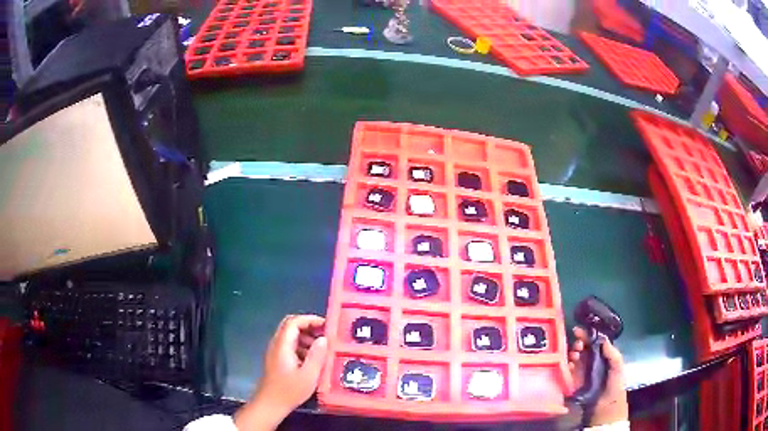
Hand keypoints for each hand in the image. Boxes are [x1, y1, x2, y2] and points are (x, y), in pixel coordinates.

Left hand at [235, 315, 326, 430]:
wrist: (270, 404)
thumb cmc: (289, 391)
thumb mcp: (308, 375)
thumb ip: (317, 355)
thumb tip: (324, 338)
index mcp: (282, 345)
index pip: (294, 322)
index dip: (310, 319)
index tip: (326, 325)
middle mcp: (277, 344)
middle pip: (291, 325)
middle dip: (309, 326)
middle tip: (326, 334)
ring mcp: (275, 352)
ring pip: (291, 335)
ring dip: (306, 337)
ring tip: (322, 348)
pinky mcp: (277, 360)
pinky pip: (290, 345)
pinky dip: (302, 346)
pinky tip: (313, 360)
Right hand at [568, 327, 627, 425]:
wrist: (605, 408)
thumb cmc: (614, 386)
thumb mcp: (618, 367)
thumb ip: (612, 354)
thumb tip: (602, 338)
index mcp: (602, 357)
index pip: (593, 342)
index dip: (587, 335)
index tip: (579, 330)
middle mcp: (591, 362)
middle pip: (582, 348)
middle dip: (578, 343)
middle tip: (578, 344)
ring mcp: (581, 373)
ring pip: (574, 358)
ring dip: (572, 353)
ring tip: (574, 355)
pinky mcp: (572, 383)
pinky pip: (567, 372)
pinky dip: (566, 366)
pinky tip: (568, 365)